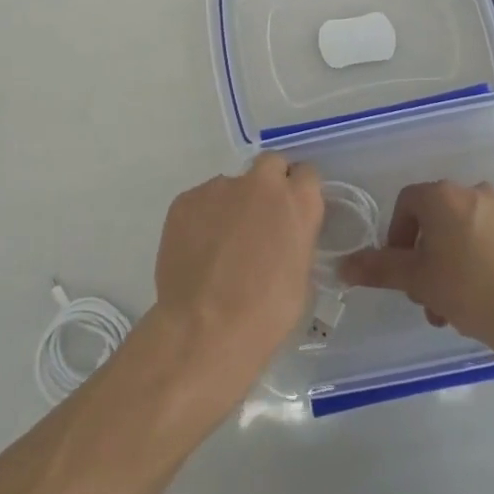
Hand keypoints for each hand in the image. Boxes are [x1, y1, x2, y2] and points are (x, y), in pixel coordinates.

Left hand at [151, 154, 322, 405]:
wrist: (206, 329)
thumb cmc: (266, 313)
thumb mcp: (300, 276)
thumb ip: (294, 239)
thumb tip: (282, 235)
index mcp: (297, 201)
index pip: (307, 174)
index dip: (299, 191)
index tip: (292, 211)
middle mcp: (260, 183)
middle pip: (270, 164)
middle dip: (268, 183)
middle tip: (260, 218)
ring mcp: (219, 187)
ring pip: (230, 186)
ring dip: (231, 205)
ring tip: (220, 246)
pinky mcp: (186, 199)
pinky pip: (201, 201)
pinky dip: (202, 219)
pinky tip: (197, 251)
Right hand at [338, 180, 493, 363]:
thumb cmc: (469, 291)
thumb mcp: (416, 281)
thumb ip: (378, 268)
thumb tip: (342, 266)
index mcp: (444, 197)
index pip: (407, 203)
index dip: (398, 235)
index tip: (402, 269)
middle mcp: (476, 192)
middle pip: (440, 219)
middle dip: (429, 256)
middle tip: (430, 295)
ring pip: (471, 231)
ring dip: (458, 261)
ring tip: (460, 305)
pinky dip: (490, 260)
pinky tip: (493, 295)